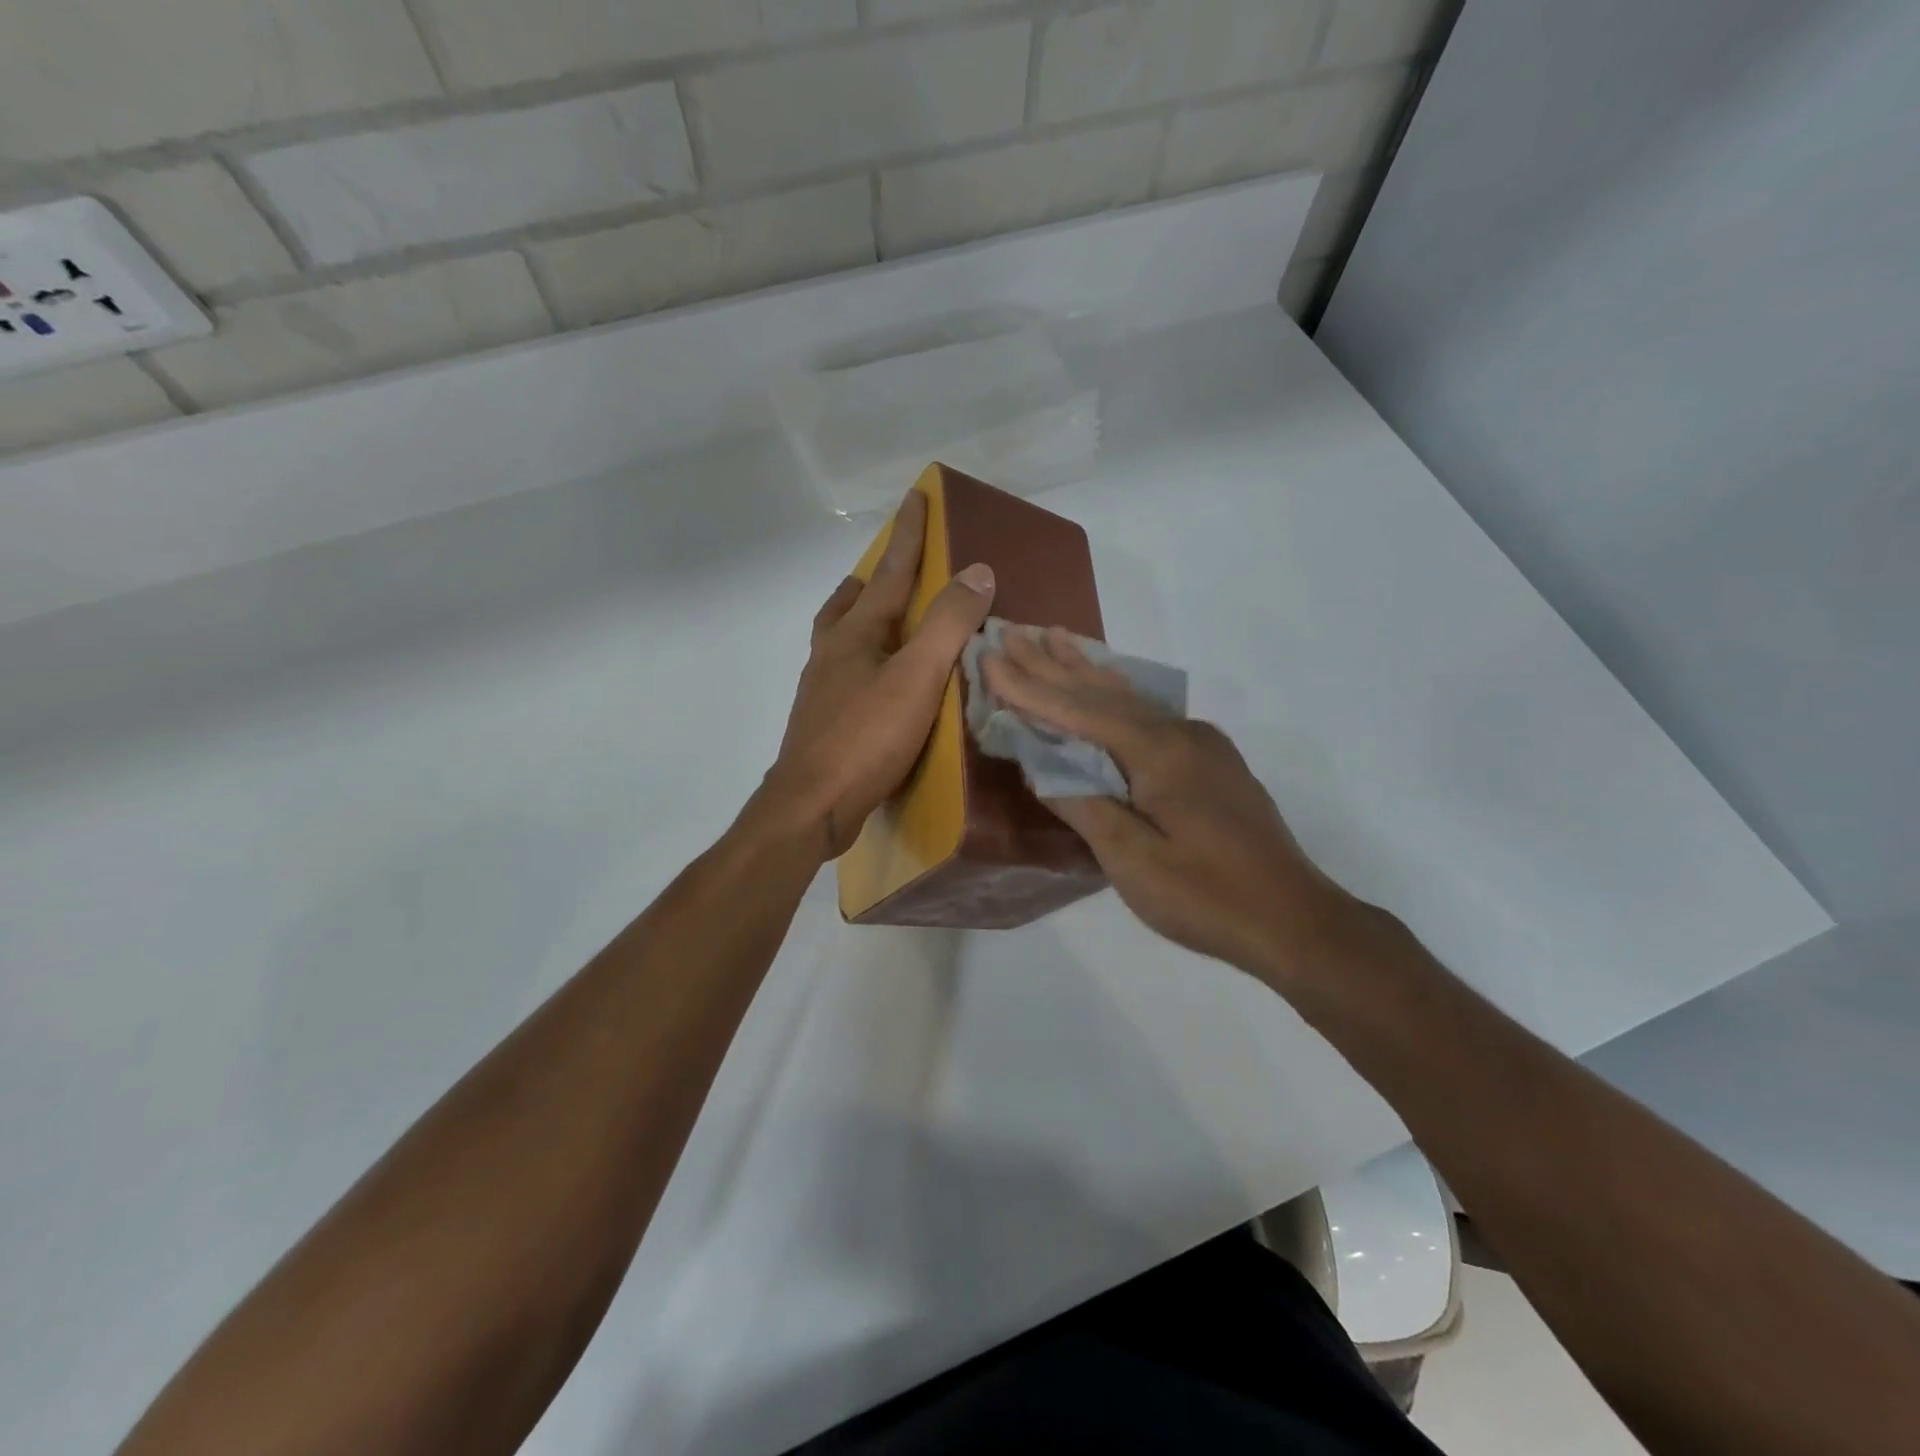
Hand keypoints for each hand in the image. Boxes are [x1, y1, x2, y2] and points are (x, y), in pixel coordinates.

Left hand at [767, 490, 995, 858]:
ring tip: (885, 625)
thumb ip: (947, 624)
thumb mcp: (916, 677)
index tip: (916, 497)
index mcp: (855, 634)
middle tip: (889, 572)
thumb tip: (978, 571)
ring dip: (859, 620)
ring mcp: (821, 690)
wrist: (810, 806)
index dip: (908, 535)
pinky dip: (861, 663)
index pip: (889, 572)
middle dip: (869, 580)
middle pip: (847, 603)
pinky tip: (877, 686)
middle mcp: (831, 653)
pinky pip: (843, 675)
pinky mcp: (822, 724)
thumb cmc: (865, 738)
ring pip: (838, 639)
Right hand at [981, 627, 1353, 982]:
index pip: (1079, 711)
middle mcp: (1180, 733)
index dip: (1029, 687)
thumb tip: (1043, 766)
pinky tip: (1110, 684)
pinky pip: (1149, 714)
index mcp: (1159, 752)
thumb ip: (1084, 805)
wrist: (1293, 919)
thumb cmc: (1206, 896)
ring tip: (1055, 638)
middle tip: (1012, 632)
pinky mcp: (1211, 762)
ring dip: (1085, 670)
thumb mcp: (1133, 861)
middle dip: (1052, 664)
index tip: (989, 658)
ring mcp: (1201, 744)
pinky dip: (1116, 694)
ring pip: (1130, 698)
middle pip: (1103, 692)